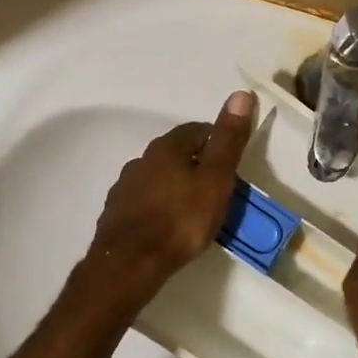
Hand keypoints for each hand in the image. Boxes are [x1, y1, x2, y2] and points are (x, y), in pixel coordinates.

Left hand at [83, 91, 255, 305]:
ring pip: (158, 177)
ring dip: (175, 186)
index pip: (197, 130)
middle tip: (217, 188)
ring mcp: (125, 186)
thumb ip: (228, 140)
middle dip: (196, 165)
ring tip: (193, 209)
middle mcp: (141, 159)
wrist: (130, 263)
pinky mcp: (116, 213)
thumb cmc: (180, 220)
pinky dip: (158, 206)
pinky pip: (144, 201)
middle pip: (175, 153)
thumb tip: (241, 93)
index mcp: (167, 147)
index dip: (218, 142)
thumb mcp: (215, 179)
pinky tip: (167, 225)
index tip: (232, 163)